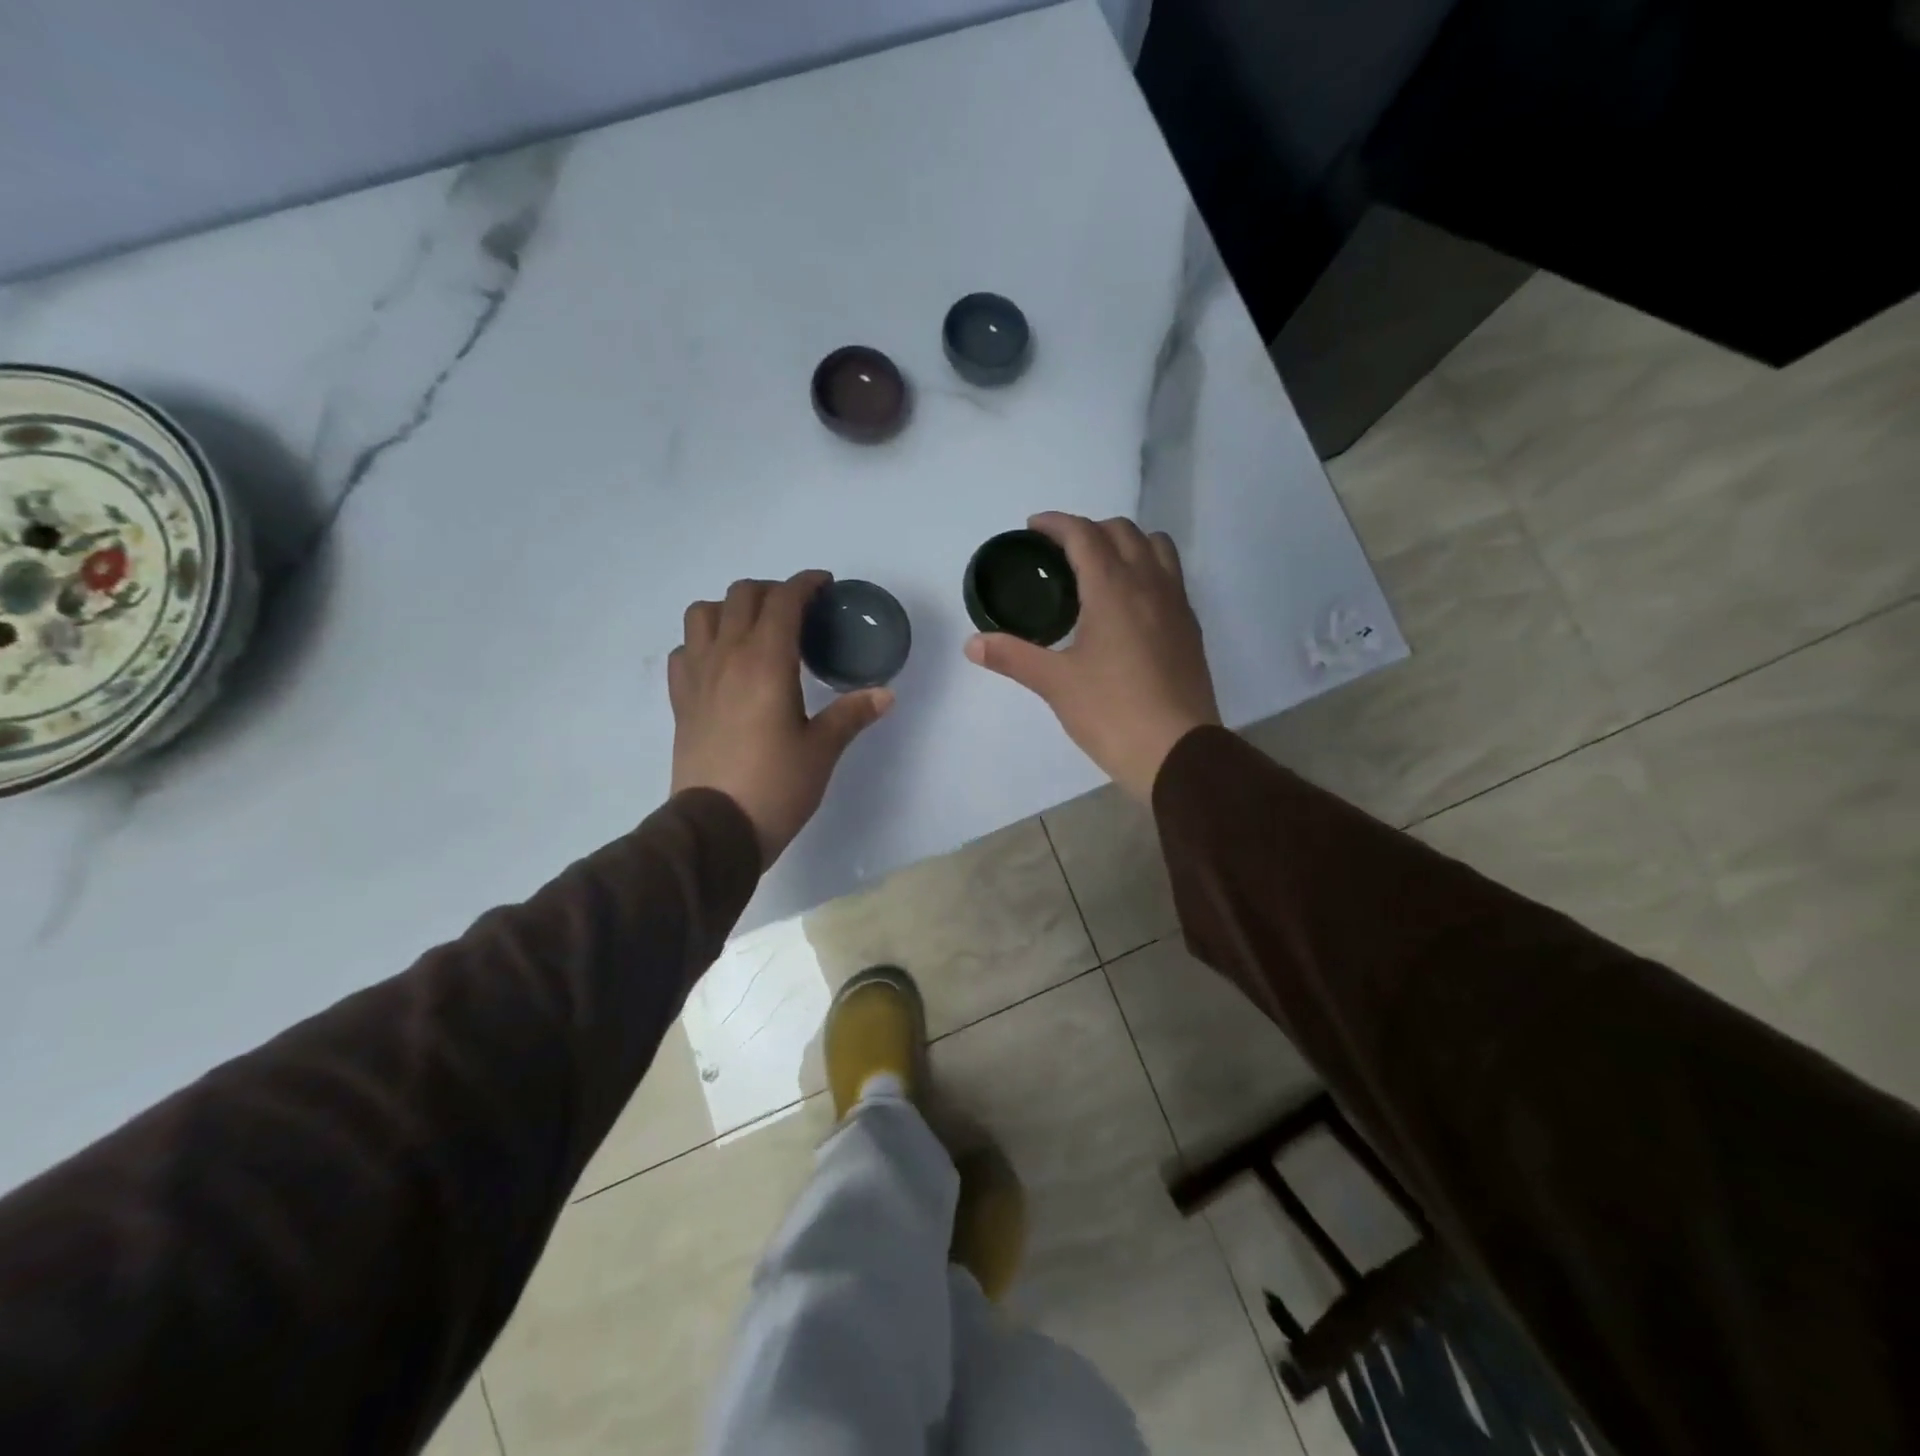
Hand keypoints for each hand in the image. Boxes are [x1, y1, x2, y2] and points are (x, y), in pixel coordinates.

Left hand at [670, 571, 891, 865]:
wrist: (716, 828)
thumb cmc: (776, 786)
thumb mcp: (822, 750)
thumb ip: (852, 714)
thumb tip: (885, 694)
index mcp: (766, 661)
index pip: (783, 600)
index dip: (806, 584)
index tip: (825, 587)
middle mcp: (727, 656)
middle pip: (742, 595)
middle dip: (773, 591)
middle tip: (799, 612)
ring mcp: (698, 676)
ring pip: (704, 613)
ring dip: (731, 609)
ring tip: (755, 630)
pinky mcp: (681, 700)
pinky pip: (686, 650)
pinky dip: (704, 643)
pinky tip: (723, 664)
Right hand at [965, 513, 1219, 801]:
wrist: (1176, 752)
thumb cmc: (1112, 713)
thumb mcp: (1056, 684)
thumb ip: (1013, 656)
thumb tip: (972, 643)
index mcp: (1113, 589)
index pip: (1084, 534)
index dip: (1056, 524)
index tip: (1033, 528)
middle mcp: (1149, 584)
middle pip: (1122, 531)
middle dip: (1088, 530)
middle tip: (1060, 553)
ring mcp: (1176, 604)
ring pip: (1155, 546)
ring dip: (1125, 542)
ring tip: (1100, 568)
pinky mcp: (1190, 627)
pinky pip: (1170, 576)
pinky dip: (1146, 569)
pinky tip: (1128, 603)